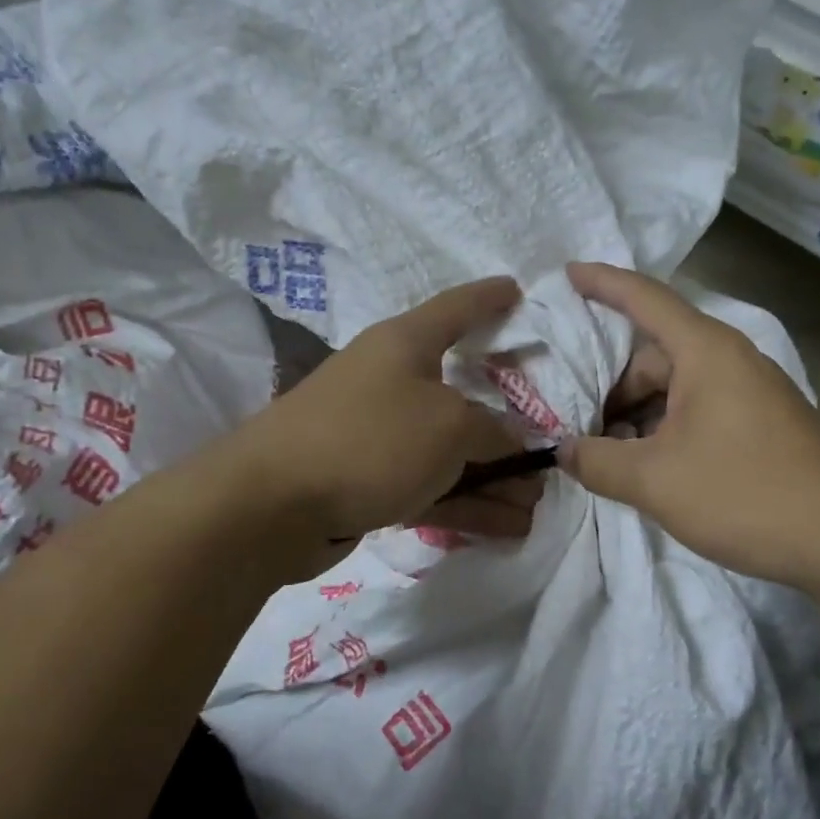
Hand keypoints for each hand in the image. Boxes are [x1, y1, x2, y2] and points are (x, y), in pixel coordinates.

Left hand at [232, 277, 541, 554]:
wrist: (271, 504)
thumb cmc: (370, 439)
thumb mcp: (450, 426)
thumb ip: (493, 429)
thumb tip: (510, 439)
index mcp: (406, 344)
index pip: (457, 308)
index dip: (490, 298)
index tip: (518, 290)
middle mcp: (392, 381)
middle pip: (464, 392)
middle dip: (509, 422)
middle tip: (548, 443)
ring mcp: (378, 433)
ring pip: (450, 449)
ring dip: (494, 476)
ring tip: (536, 504)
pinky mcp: (368, 480)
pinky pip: (429, 484)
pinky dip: (466, 503)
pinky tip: (505, 528)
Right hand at [560, 262, 819, 589]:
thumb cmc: (743, 493)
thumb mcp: (654, 480)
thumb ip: (597, 461)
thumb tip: (563, 451)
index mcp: (706, 351)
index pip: (645, 299)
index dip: (603, 283)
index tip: (568, 271)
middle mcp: (729, 359)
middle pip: (654, 353)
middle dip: (610, 383)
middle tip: (572, 417)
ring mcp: (749, 392)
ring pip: (674, 386)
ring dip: (635, 413)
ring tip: (603, 450)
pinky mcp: (759, 423)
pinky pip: (696, 408)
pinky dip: (663, 427)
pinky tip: (645, 464)